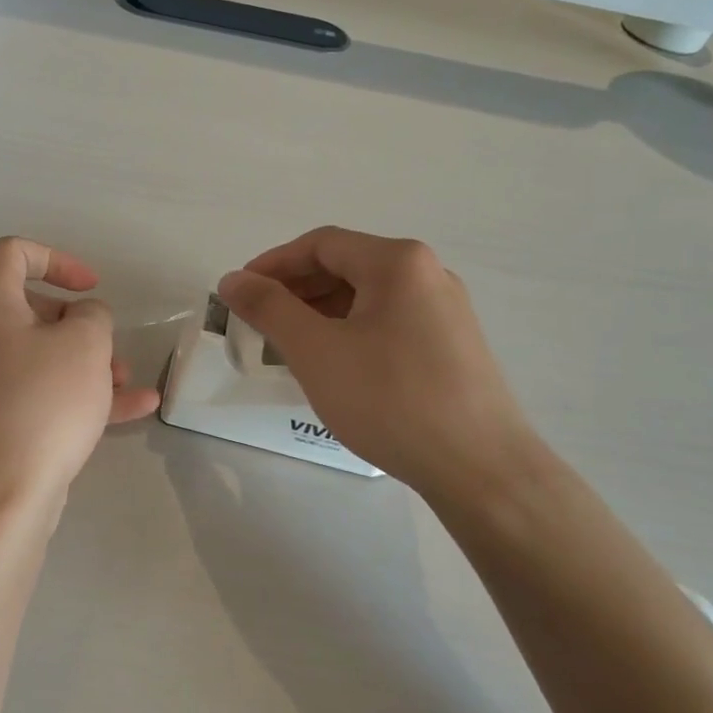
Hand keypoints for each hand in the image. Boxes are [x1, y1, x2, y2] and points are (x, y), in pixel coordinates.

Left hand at [0, 237, 159, 514]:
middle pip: (31, 307)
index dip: (58, 259)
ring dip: (87, 361)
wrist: (3, 491)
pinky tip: (137, 407)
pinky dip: (81, 393)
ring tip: (126, 380)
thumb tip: (83, 320)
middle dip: (80, 323)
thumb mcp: (86, 344)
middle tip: (107, 344)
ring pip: (41, 353)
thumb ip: (93, 315)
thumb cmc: (44, 400)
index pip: (14, 253)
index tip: (92, 287)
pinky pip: (41, 390)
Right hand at [217, 227, 545, 506]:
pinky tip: (335, 364)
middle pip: (346, 265)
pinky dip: (351, 331)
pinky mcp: (452, 345)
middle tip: (259, 321)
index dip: (272, 264)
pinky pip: (389, 321)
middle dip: (296, 289)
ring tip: (289, 345)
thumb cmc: (390, 400)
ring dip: (321, 312)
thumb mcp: (316, 351)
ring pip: (368, 296)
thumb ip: (269, 308)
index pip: (320, 244)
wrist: (480, 468)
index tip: (239, 292)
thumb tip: (233, 279)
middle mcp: (428, 274)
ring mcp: (445, 310)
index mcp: (397, 262)